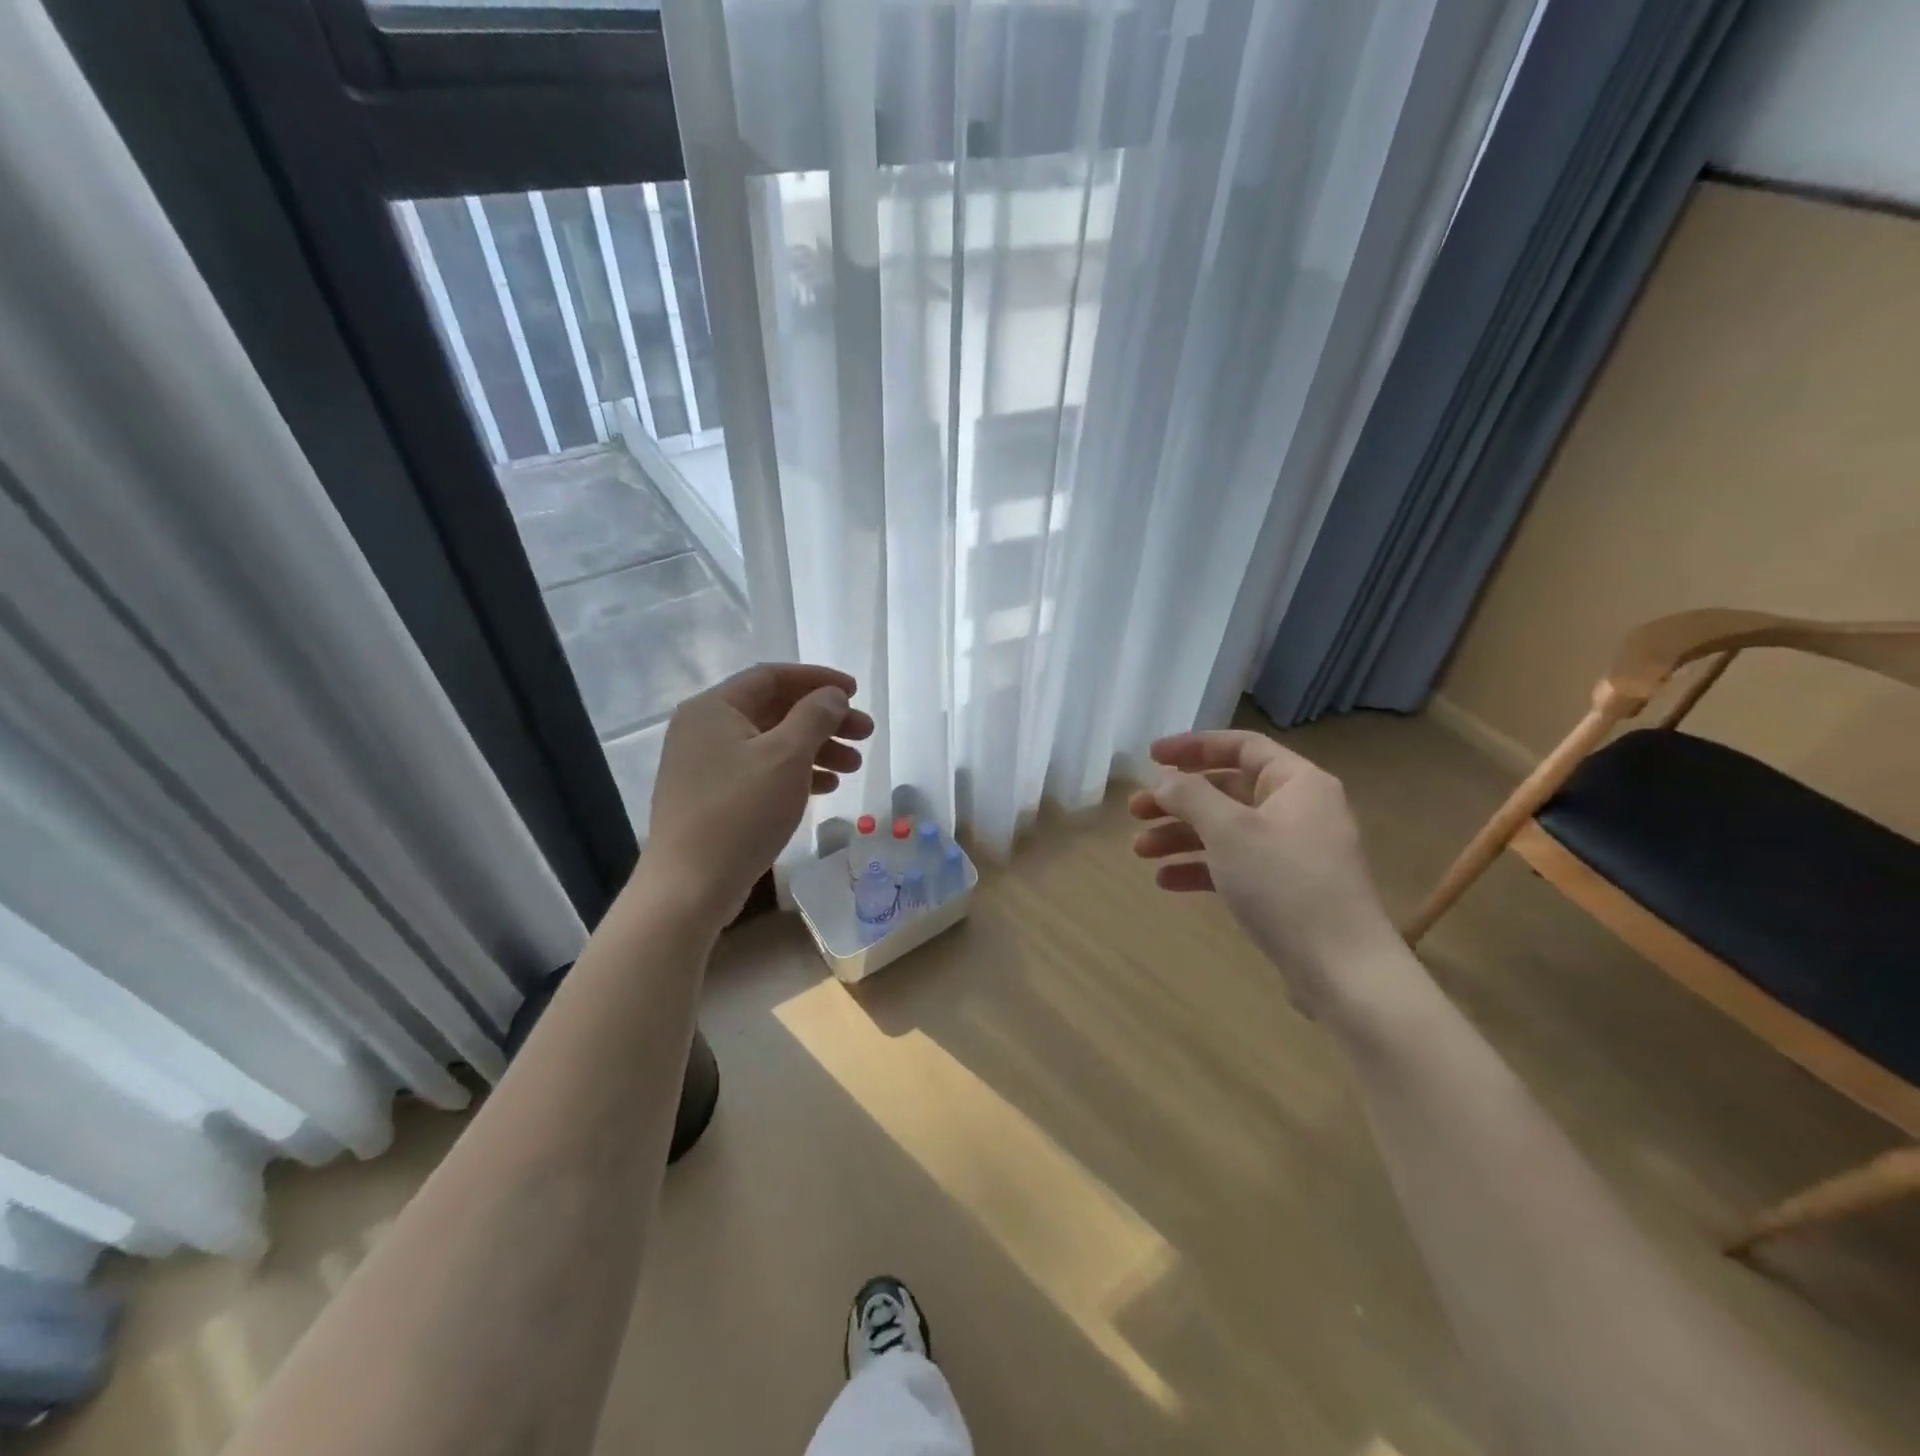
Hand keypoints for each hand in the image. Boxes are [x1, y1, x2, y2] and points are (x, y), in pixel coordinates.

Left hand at [644, 663, 874, 922]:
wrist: (690, 886)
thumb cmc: (740, 812)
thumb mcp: (786, 757)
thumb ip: (814, 717)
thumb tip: (832, 695)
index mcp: (714, 708)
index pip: (772, 677)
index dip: (818, 680)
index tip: (856, 692)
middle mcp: (705, 729)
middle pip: (775, 710)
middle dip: (824, 719)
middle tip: (865, 732)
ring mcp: (706, 765)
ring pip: (772, 743)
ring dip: (816, 748)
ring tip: (854, 766)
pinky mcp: (714, 797)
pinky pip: (762, 771)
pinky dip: (796, 773)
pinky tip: (827, 787)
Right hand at [1129, 731, 1399, 1015]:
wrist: (1343, 970)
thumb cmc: (1285, 884)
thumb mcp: (1230, 831)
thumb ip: (1190, 796)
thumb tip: (1164, 780)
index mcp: (1297, 783)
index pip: (1240, 746)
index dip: (1192, 746)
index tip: (1150, 757)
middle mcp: (1298, 810)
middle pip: (1227, 790)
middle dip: (1177, 800)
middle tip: (1135, 812)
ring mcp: (1292, 852)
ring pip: (1226, 830)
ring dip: (1180, 836)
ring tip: (1140, 851)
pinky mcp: (1285, 889)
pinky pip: (1235, 865)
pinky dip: (1200, 868)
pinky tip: (1166, 881)